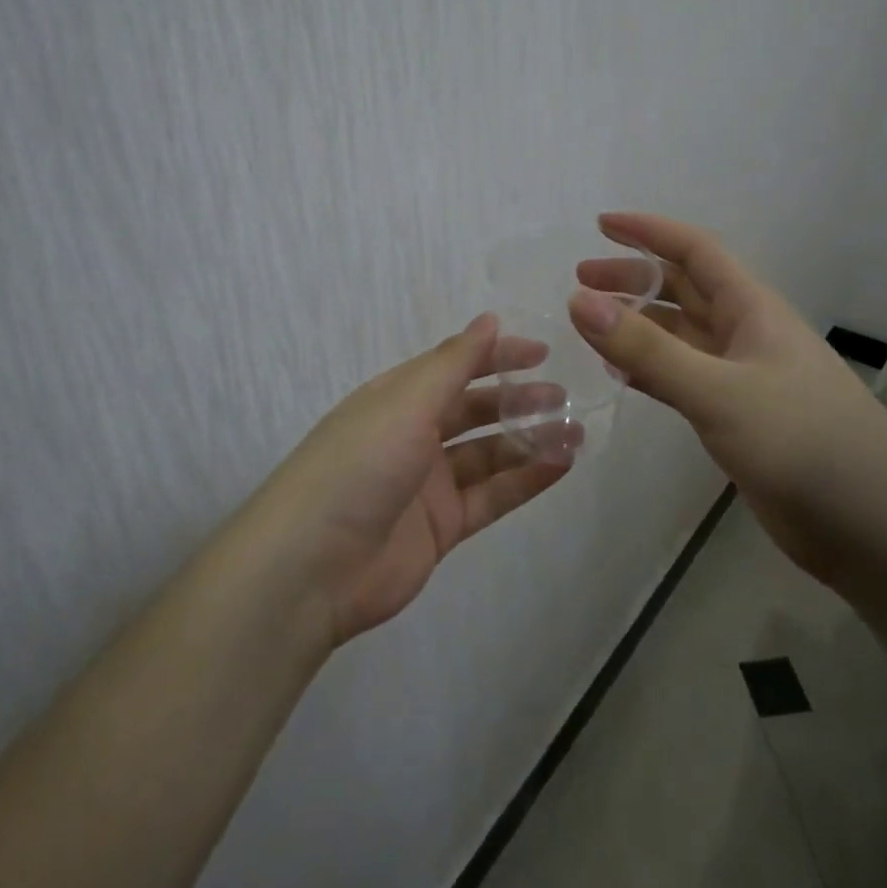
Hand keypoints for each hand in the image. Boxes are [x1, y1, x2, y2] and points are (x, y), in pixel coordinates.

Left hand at [246, 315, 575, 646]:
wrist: (311, 567)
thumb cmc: (359, 464)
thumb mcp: (406, 402)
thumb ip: (453, 363)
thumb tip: (489, 319)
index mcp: (398, 398)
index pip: (455, 366)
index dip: (496, 355)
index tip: (542, 352)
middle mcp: (414, 434)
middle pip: (475, 410)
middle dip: (518, 400)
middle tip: (564, 395)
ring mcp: (429, 483)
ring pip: (489, 454)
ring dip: (530, 441)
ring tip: (575, 432)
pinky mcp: (442, 526)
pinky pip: (492, 496)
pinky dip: (526, 481)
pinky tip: (561, 466)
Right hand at [568, 213, 886, 582]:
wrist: (874, 529)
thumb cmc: (802, 442)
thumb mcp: (718, 391)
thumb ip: (648, 349)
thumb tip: (578, 300)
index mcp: (752, 309)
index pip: (694, 250)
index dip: (648, 232)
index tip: (600, 225)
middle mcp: (746, 334)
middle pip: (682, 290)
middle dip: (633, 279)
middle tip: (580, 282)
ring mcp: (743, 378)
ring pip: (680, 335)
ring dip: (638, 325)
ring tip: (590, 326)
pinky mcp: (738, 418)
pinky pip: (682, 378)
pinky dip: (649, 369)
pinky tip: (620, 375)